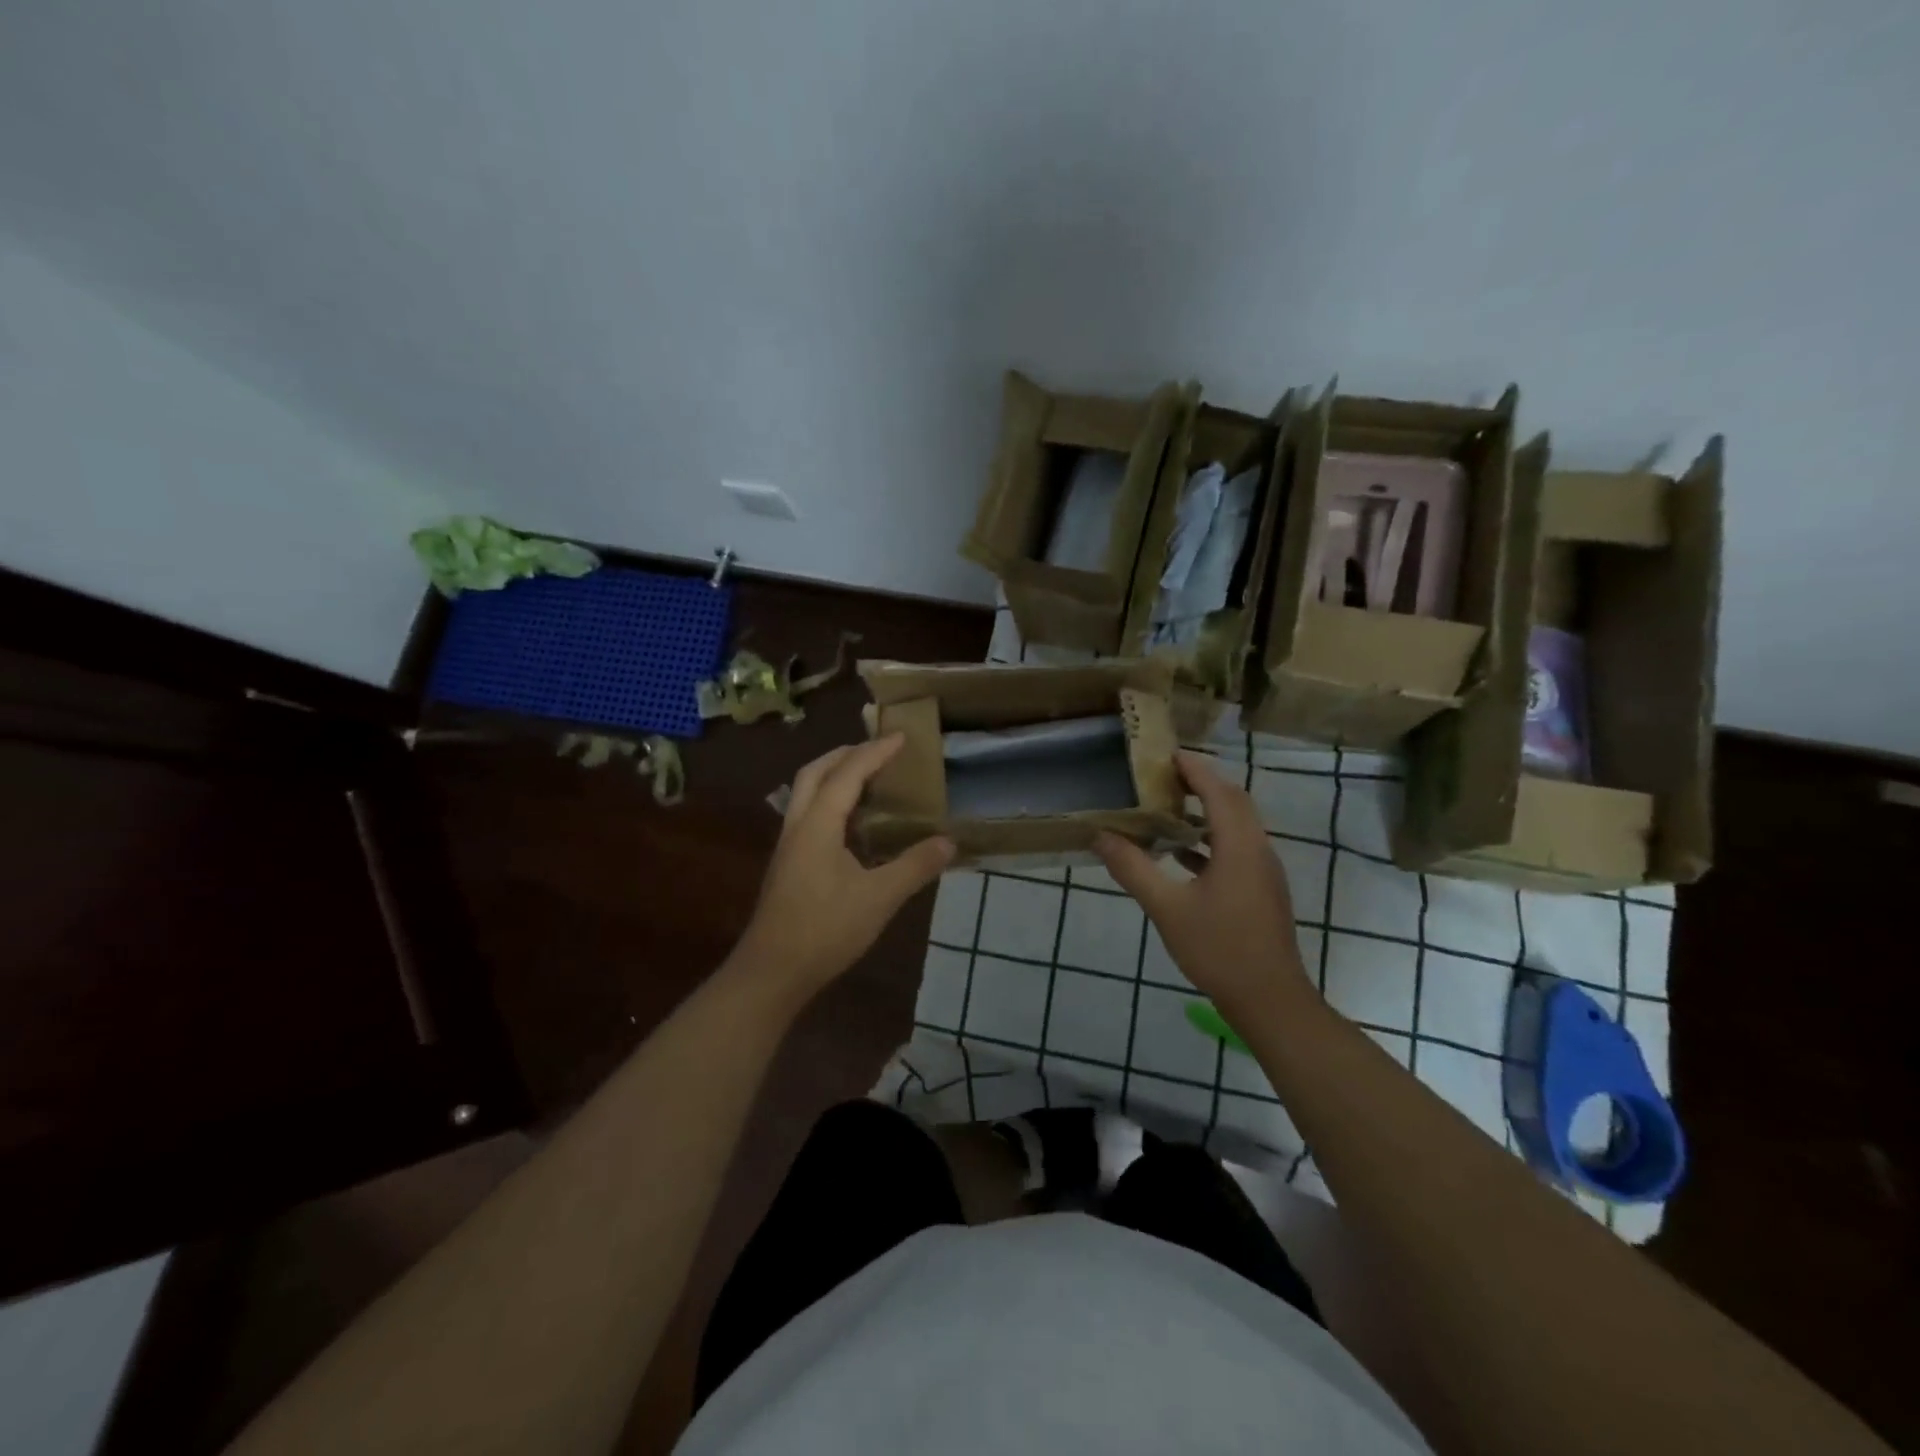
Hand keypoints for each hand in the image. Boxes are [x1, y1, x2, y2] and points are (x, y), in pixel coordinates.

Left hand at [734, 737, 955, 1000]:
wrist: (772, 972)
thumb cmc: (825, 930)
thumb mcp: (879, 898)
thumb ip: (914, 866)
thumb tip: (948, 842)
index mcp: (817, 824)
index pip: (848, 774)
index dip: (875, 752)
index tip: (902, 737)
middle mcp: (797, 825)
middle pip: (814, 772)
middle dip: (846, 753)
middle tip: (878, 749)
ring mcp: (788, 845)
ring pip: (805, 792)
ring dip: (834, 775)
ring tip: (867, 776)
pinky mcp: (788, 864)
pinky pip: (807, 813)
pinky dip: (829, 799)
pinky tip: (851, 821)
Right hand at [1095, 751, 1314, 1023]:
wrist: (1269, 999)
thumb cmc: (1218, 949)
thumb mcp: (1166, 908)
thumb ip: (1133, 869)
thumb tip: (1100, 837)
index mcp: (1239, 846)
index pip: (1218, 790)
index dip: (1194, 768)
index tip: (1165, 754)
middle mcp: (1257, 850)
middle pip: (1233, 801)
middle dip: (1201, 783)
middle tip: (1163, 776)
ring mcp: (1263, 871)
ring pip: (1237, 825)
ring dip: (1207, 810)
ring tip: (1167, 807)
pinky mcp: (1262, 890)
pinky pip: (1237, 848)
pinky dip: (1211, 839)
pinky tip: (1181, 854)